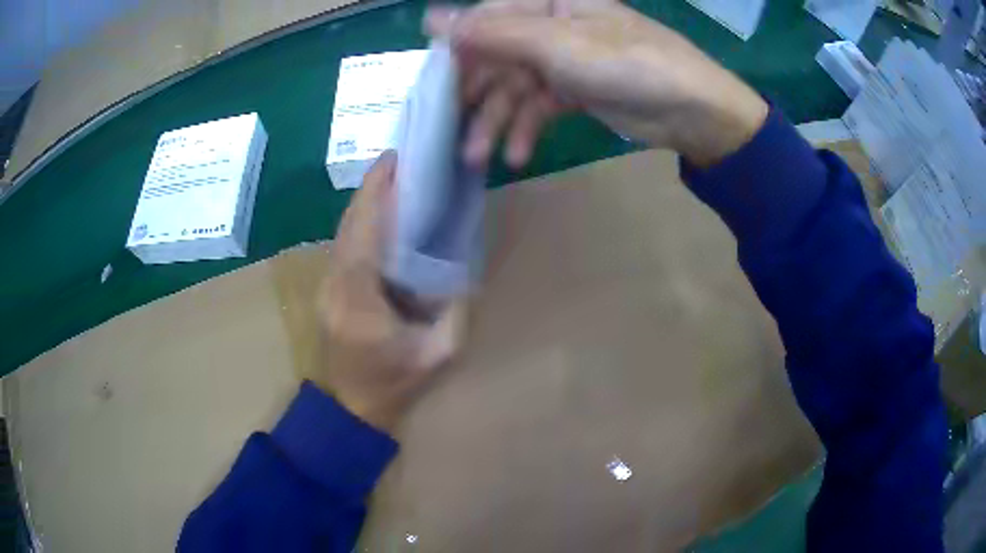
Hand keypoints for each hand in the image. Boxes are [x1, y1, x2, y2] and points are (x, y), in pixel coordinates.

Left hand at [315, 152, 467, 433]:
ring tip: (396, 183)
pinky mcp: (330, 290)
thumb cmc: (391, 386)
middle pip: (349, 221)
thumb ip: (455, 311)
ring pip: (343, 231)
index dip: (376, 189)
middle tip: (402, 164)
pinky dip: (362, 223)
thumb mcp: (436, 354)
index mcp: (357, 294)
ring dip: (366, 203)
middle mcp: (335, 281)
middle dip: (372, 187)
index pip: (363, 228)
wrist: (349, 408)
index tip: (395, 160)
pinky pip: (345, 246)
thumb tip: (464, 274)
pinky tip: (383, 218)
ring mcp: (328, 285)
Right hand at [426, 0, 767, 167]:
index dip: (456, 48)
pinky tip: (517, 155)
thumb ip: (492, 33)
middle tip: (449, 129)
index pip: (486, 18)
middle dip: (475, 94)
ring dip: (496, 121)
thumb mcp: (556, 45)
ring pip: (515, 86)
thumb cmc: (627, 63)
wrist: (692, 111)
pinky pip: (538, 106)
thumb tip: (430, 20)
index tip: (430, 82)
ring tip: (479, 158)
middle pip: (496, 55)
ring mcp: (563, 59)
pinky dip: (527, 129)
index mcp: (548, 3)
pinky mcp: (574, 90)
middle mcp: (551, 26)